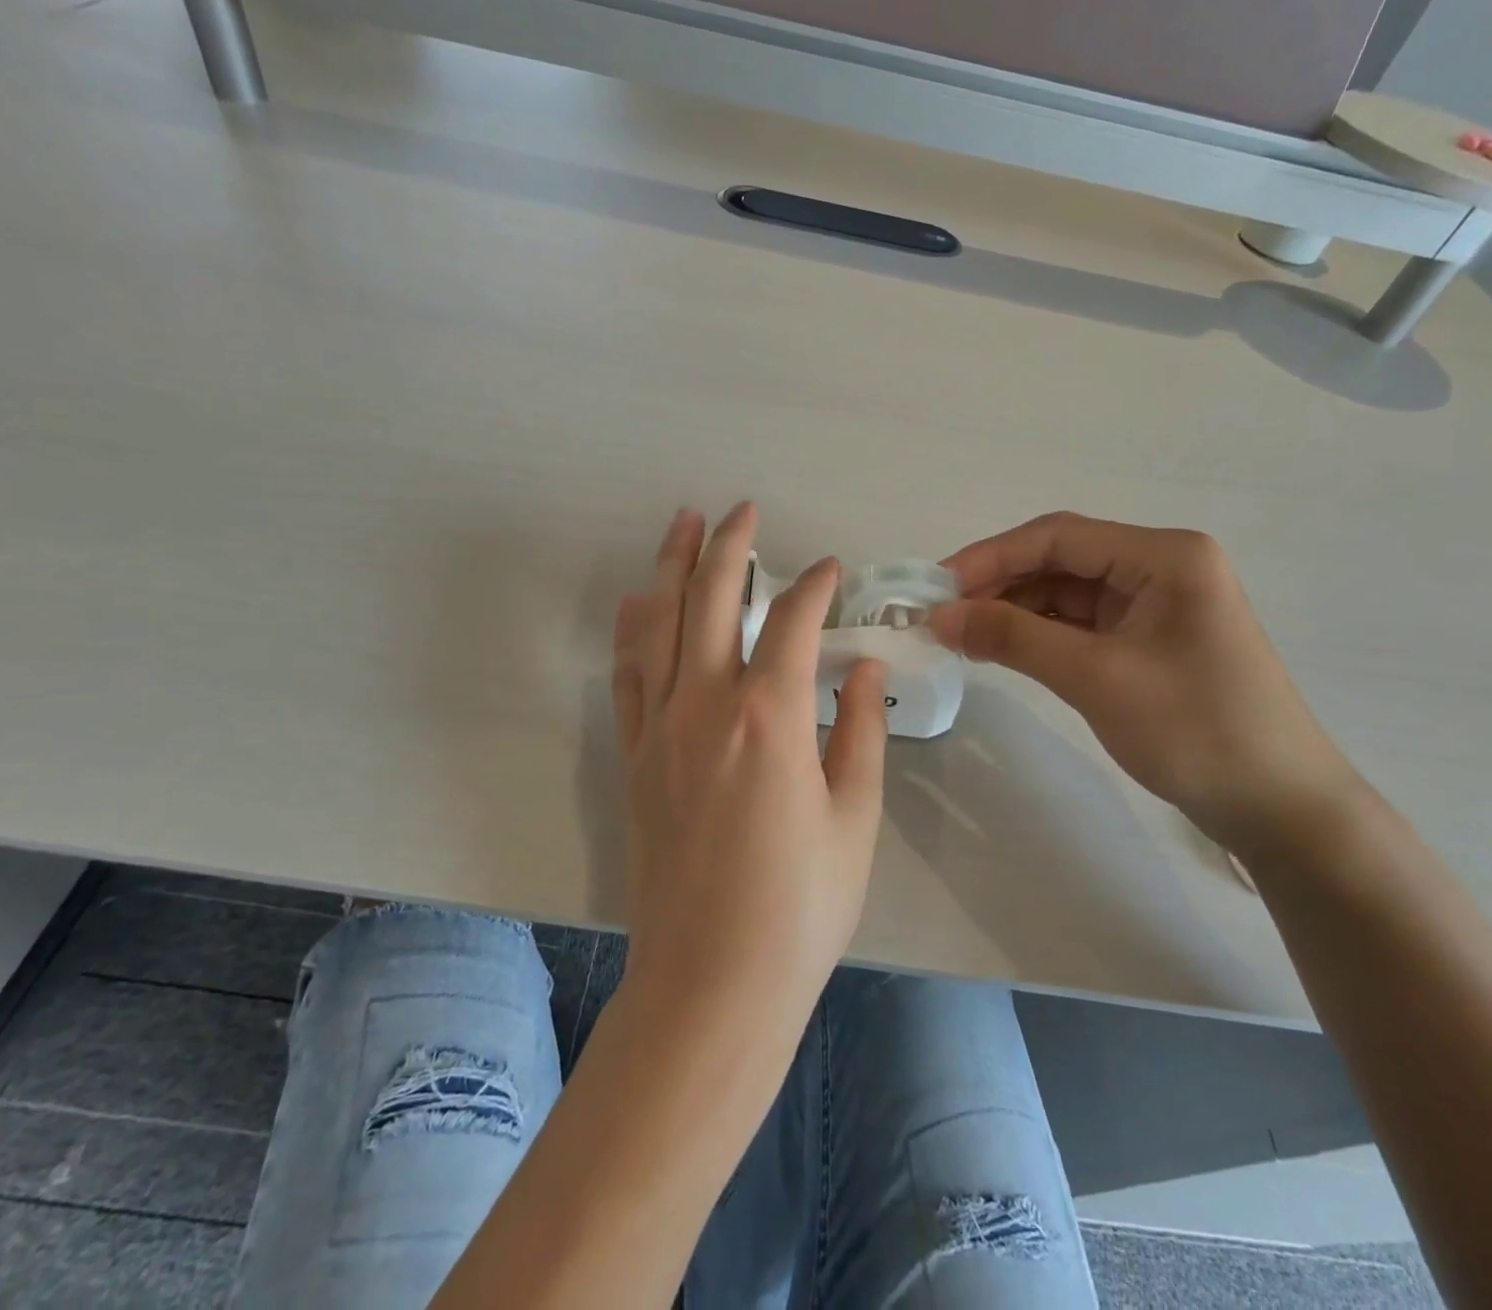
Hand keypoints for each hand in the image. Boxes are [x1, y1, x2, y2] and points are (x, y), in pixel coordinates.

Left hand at [613, 503, 887, 1029]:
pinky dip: (635, 629)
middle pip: (714, 600)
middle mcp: (706, 706)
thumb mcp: (854, 817)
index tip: (833, 570)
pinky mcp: (635, 757)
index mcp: (770, 717)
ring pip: (662, 623)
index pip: (794, 622)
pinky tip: (640, 603)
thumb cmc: (800, 906)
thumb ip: (859, 729)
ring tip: (683, 523)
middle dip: (731, 545)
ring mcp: (660, 728)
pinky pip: (629, 674)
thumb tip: (861, 666)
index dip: (816, 586)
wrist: (712, 981)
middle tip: (744, 510)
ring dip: (673, 567)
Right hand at [930, 512, 1366, 856]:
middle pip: (1061, 560)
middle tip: (942, 616)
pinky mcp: (1148, 640)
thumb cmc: (1196, 730)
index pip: (1059, 536)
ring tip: (962, 636)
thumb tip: (940, 616)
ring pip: (1066, 592)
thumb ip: (1014, 637)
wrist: (1280, 808)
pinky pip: (1080, 623)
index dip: (990, 556)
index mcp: (1165, 556)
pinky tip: (1001, 649)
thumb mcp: (1096, 677)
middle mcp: (1161, 567)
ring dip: (1014, 610)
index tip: (937, 587)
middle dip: (999, 584)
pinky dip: (1038, 634)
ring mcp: (1156, 605)